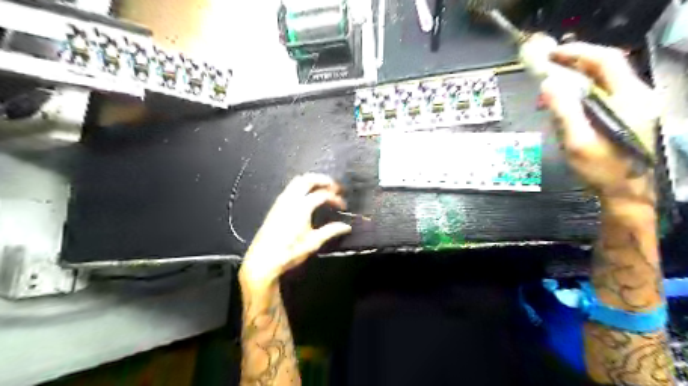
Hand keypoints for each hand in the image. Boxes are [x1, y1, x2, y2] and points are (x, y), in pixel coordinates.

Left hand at [239, 174, 351, 287]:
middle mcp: (291, 199)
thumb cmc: (290, 252)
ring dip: (312, 181)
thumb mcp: (313, 242)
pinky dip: (302, 186)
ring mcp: (281, 201)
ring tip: (322, 188)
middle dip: (323, 180)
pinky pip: (290, 188)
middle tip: (335, 187)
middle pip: (308, 179)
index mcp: (302, 206)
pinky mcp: (276, 206)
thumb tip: (346, 226)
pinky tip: (307, 197)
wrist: (263, 260)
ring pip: (297, 181)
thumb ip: (330, 231)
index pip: (323, 194)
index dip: (335, 198)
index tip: (343, 206)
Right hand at [543, 43, 660, 207]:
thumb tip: (548, 85)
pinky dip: (584, 91)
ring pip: (605, 79)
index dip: (578, 52)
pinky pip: (605, 92)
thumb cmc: (602, 169)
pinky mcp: (629, 113)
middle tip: (548, 66)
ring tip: (553, 86)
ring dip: (578, 77)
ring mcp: (635, 104)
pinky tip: (568, 103)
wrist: (627, 190)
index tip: (553, 53)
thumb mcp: (577, 142)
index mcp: (628, 99)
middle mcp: (636, 95)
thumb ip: (564, 112)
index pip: (605, 60)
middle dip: (575, 63)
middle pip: (606, 66)